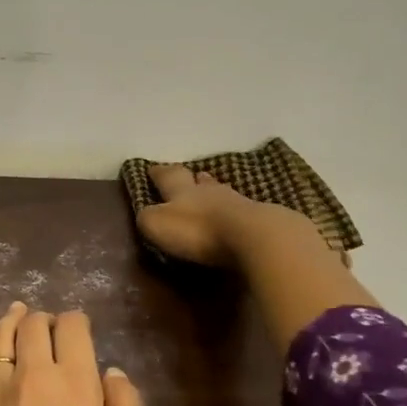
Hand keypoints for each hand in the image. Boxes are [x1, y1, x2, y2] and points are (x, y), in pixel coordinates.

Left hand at [0, 302, 145, 405]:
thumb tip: (111, 371)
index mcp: (75, 384)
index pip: (74, 328)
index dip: (78, 322)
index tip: (80, 331)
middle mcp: (33, 374)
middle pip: (36, 325)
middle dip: (47, 320)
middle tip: (52, 331)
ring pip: (2, 333)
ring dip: (14, 318)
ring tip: (20, 312)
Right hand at [137, 164, 335, 267]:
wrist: (254, 237)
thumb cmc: (198, 229)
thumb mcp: (158, 225)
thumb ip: (148, 217)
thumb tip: (146, 212)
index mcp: (182, 190)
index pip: (167, 176)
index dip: (158, 172)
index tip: (152, 168)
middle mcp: (209, 191)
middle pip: (200, 181)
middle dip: (193, 179)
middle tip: (193, 175)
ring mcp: (238, 203)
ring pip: (223, 193)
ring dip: (216, 192)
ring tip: (213, 192)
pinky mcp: (260, 220)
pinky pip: (242, 212)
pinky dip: (234, 213)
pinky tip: (235, 216)